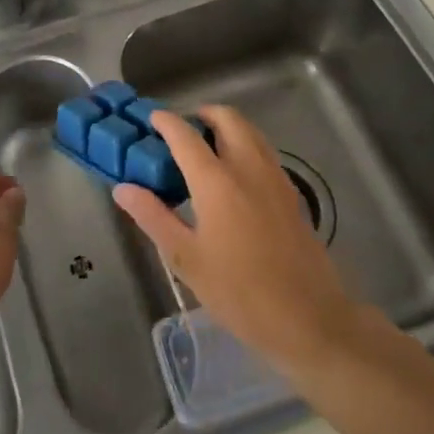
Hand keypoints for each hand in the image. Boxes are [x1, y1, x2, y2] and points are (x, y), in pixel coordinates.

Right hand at [113, 107, 382, 373]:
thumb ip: (153, 217)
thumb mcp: (186, 260)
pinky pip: (265, 152)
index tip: (151, 118)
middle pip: (227, 119)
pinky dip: (246, 145)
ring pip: (250, 132)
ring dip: (227, 127)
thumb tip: (123, 188)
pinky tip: (234, 176)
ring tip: (206, 147)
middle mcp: (248, 168)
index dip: (166, 122)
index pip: (186, 136)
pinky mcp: (291, 194)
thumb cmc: (240, 293)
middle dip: (202, 114)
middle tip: (182, 129)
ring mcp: (275, 178)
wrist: (310, 320)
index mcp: (217, 182)